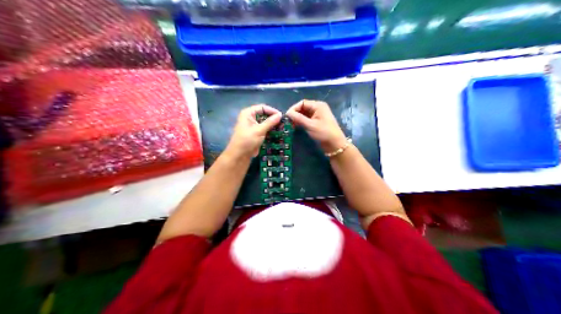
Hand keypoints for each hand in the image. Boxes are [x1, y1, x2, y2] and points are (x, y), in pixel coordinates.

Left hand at [225, 104, 282, 158]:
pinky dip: (270, 130)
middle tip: (283, 123)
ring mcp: (252, 126)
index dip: (272, 111)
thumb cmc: (247, 140)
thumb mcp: (260, 130)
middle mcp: (249, 117)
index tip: (281, 116)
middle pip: (264, 114)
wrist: (239, 155)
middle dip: (273, 118)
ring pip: (265, 122)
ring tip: (282, 128)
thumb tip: (280, 115)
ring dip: (272, 125)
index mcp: (248, 113)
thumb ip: (270, 122)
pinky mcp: (255, 133)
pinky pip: (264, 129)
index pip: (262, 107)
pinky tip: (277, 133)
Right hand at [287, 98, 348, 151]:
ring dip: (297, 118)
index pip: (302, 103)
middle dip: (295, 114)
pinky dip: (301, 122)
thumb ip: (298, 118)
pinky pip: (307, 119)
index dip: (294, 109)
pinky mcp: (317, 122)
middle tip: (288, 122)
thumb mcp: (310, 125)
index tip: (287, 117)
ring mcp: (318, 115)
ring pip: (304, 114)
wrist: (335, 145)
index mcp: (318, 105)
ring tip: (291, 125)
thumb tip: (287, 113)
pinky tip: (297, 127)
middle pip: (303, 107)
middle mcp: (318, 108)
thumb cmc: (324, 133)